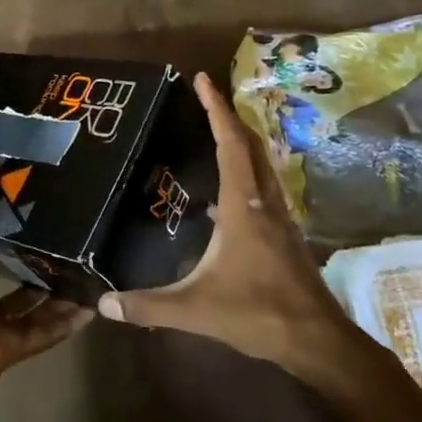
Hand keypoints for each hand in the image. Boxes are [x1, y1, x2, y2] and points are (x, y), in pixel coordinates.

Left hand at [0, 165, 91, 408]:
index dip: (3, 228)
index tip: (31, 207)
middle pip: (16, 279)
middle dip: (38, 264)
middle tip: (69, 242)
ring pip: (35, 306)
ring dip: (58, 293)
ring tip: (86, 271)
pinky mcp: (16, 348)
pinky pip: (46, 332)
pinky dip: (66, 322)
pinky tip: (89, 308)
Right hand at [97, 73, 389, 393]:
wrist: (318, 341)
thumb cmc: (258, 313)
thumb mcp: (196, 308)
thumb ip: (148, 305)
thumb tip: (103, 304)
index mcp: (243, 205)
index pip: (229, 143)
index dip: (215, 108)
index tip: (201, 79)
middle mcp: (264, 201)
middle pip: (250, 144)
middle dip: (229, 115)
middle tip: (206, 97)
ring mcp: (279, 217)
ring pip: (261, 164)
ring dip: (242, 141)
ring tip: (217, 131)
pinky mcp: (285, 235)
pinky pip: (264, 187)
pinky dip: (246, 171)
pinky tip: (227, 195)